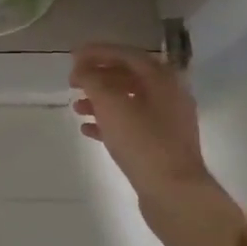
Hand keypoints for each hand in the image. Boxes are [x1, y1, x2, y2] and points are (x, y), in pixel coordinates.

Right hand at [70, 43, 211, 200]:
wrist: (174, 193)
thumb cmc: (142, 141)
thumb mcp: (111, 104)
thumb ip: (93, 80)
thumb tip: (82, 71)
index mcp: (162, 78)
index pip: (126, 54)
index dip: (97, 52)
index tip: (72, 56)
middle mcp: (169, 94)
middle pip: (128, 76)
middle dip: (98, 77)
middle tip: (72, 82)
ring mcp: (167, 121)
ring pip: (128, 101)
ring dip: (100, 100)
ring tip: (77, 107)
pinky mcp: (161, 145)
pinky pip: (131, 124)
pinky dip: (109, 122)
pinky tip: (88, 129)